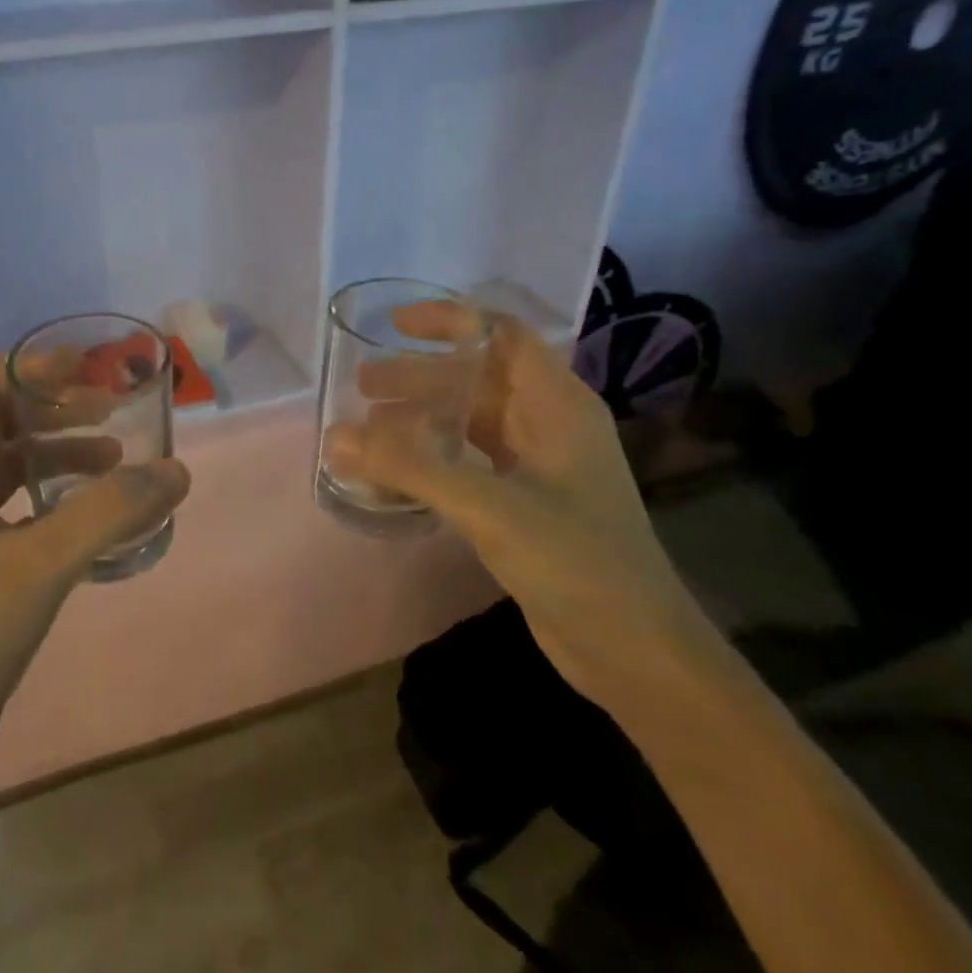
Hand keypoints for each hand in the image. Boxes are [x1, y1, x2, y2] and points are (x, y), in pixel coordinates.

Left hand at [0, 355, 189, 782]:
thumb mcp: (38, 567)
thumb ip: (108, 513)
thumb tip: (176, 470)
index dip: (24, 367)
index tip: (83, 372)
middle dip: (51, 405)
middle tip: (110, 409)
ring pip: (8, 462)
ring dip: (58, 450)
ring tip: (116, 458)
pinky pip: (17, 503)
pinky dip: (56, 494)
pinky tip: (95, 513)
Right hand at [324, 311, 716, 708]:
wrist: (634, 651)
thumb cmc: (576, 562)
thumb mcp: (489, 507)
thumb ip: (411, 469)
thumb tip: (336, 437)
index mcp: (557, 404)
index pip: (502, 335)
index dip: (450, 321)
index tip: (394, 325)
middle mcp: (549, 424)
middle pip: (477, 379)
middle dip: (419, 375)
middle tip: (362, 386)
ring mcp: (539, 465)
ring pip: (471, 421)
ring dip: (422, 417)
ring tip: (368, 426)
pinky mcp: (525, 502)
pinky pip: (469, 461)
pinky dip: (432, 457)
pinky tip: (397, 471)